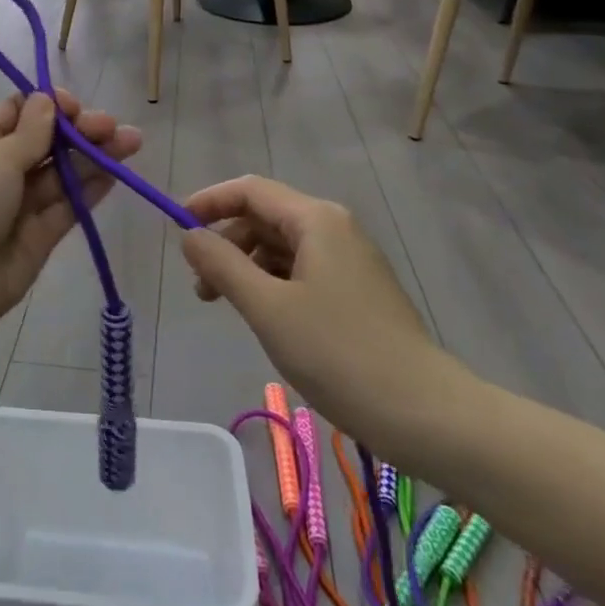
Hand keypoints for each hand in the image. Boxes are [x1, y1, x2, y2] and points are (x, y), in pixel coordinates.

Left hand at [0, 91, 141, 350]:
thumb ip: (31, 133)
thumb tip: (48, 100)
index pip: (22, 110)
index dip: (51, 105)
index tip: (75, 107)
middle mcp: (4, 168)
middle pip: (49, 141)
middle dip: (81, 131)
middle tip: (114, 128)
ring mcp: (22, 203)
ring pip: (64, 173)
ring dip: (95, 156)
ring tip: (132, 142)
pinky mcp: (40, 236)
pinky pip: (69, 206)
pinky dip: (91, 189)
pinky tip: (116, 173)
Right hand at [180, 175, 474, 463]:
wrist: (426, 415)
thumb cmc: (340, 354)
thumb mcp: (268, 308)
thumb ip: (222, 265)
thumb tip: (190, 236)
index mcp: (316, 219)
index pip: (250, 190)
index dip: (209, 202)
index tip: (177, 227)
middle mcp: (334, 227)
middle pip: (265, 216)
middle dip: (226, 241)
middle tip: (200, 284)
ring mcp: (349, 259)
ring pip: (282, 246)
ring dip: (246, 265)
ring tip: (224, 304)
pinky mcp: (356, 290)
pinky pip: (301, 269)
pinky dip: (272, 282)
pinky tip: (262, 315)